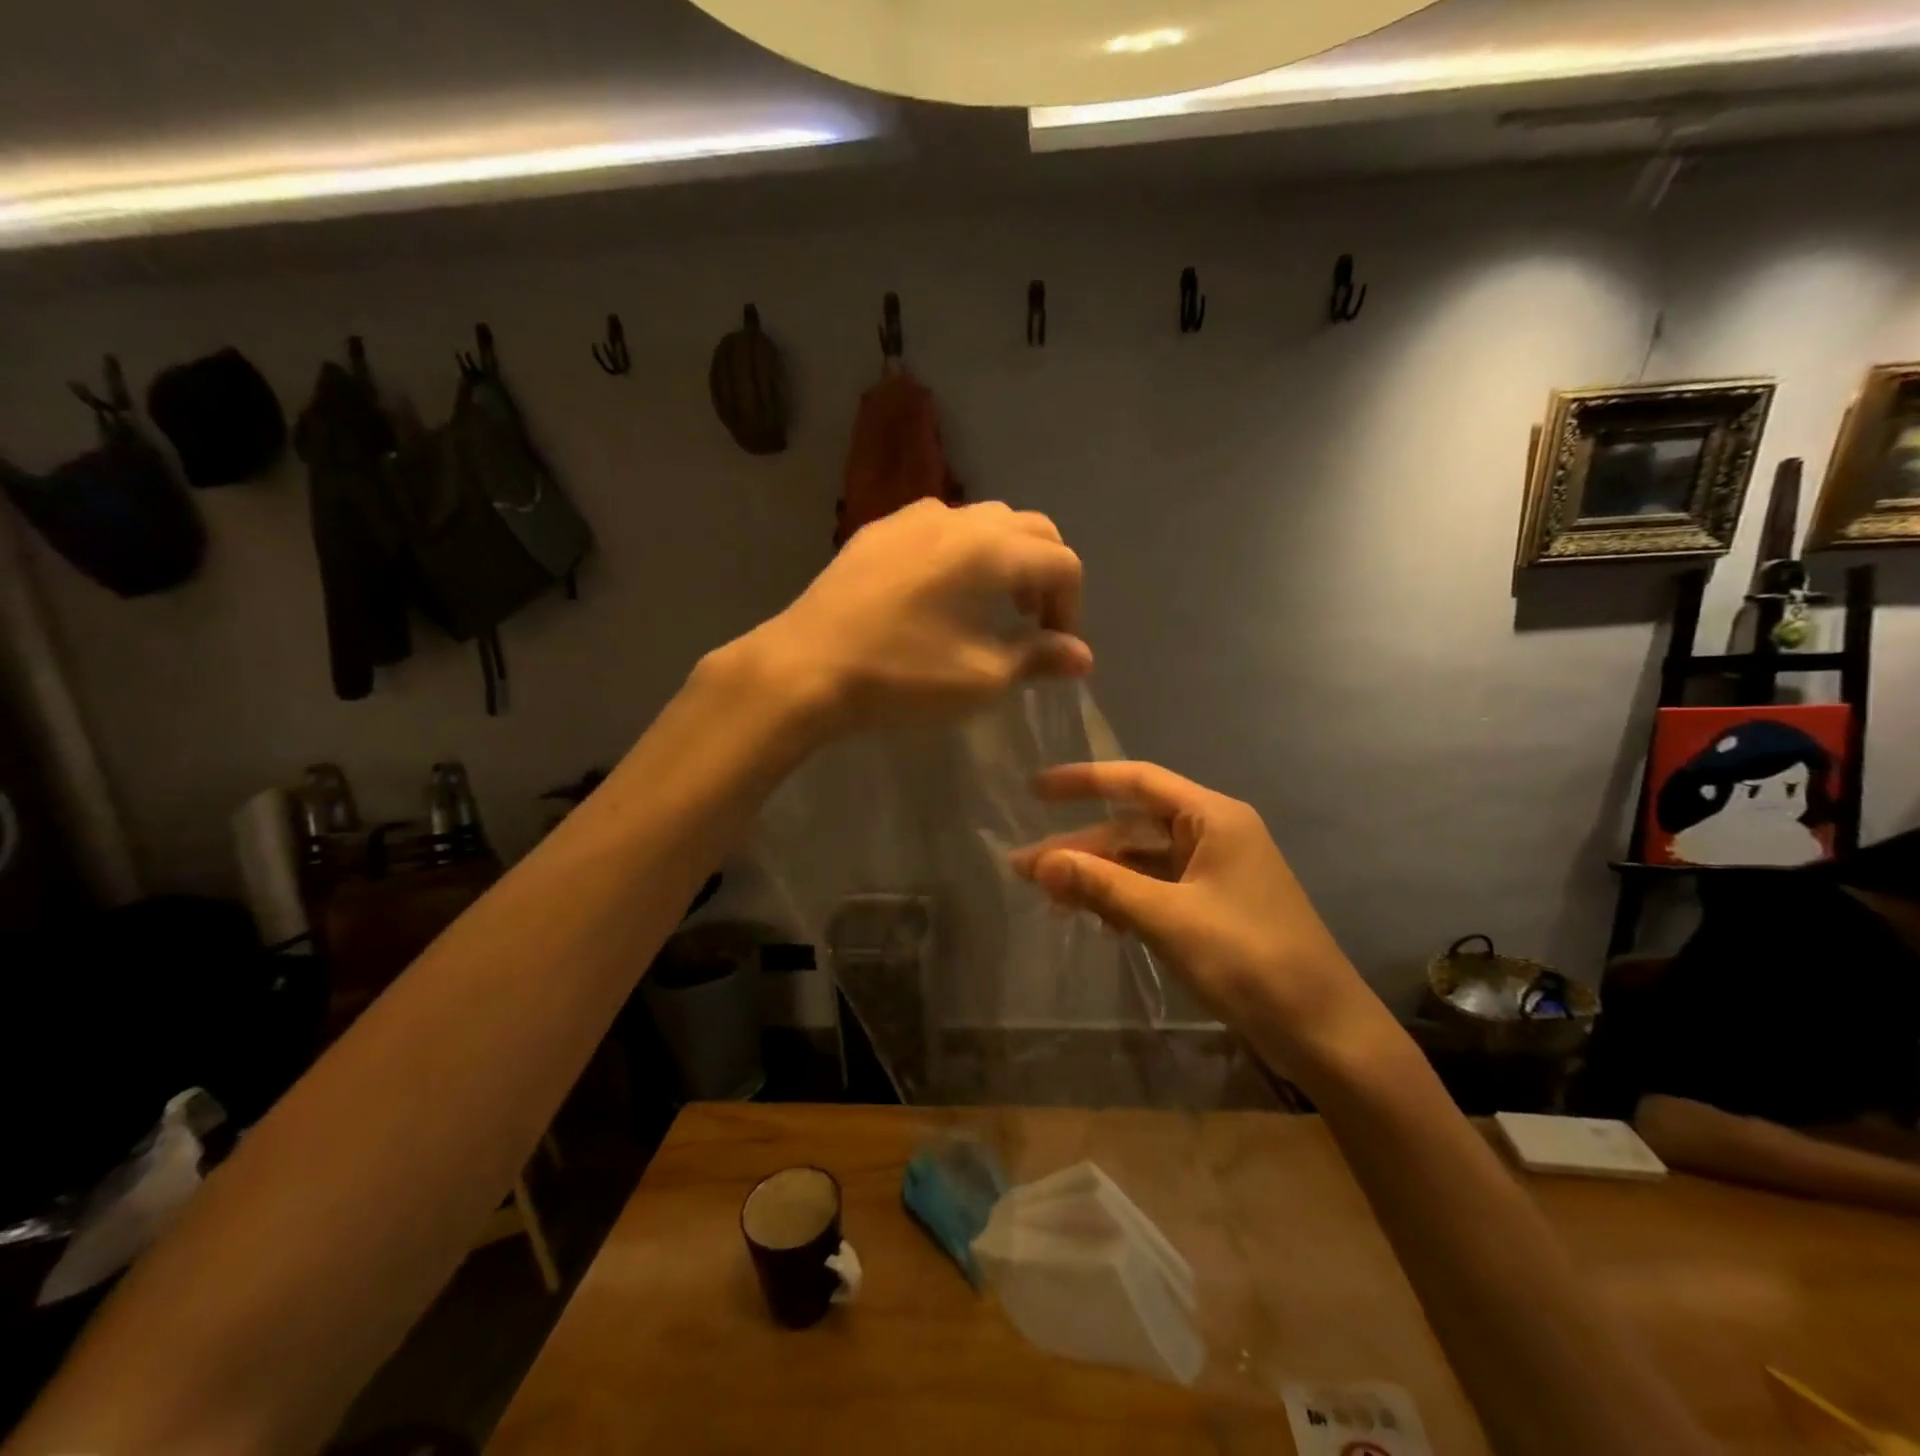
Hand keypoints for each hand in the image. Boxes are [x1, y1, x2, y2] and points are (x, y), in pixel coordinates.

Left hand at [749, 500, 1091, 734]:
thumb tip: (1081, 655)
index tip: (1056, 649)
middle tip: (1032, 621)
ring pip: (982, 521)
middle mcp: (957, 518)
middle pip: (1029, 529)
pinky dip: (961, 552)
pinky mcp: (876, 532)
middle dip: (1044, 572)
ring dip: (1004, 557)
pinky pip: (938, 528)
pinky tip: (939, 594)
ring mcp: (910, 518)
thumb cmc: (902, 676)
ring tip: (989, 605)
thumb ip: (1038, 658)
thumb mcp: (981, 678)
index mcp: (991, 549)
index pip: (1061, 562)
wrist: (804, 668)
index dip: (1071, 606)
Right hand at [1010, 761, 1387, 1071]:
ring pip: (1141, 862)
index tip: (1035, 790)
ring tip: (1048, 900)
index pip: (1137, 781)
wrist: (1325, 1032)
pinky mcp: (1213, 909)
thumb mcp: (1168, 919)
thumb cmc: (1250, 960)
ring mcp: (1215, 874)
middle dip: (1080, 846)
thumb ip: (1102, 885)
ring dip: (1098, 878)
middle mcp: (1214, 835)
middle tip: (1024, 868)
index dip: (1083, 781)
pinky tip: (1096, 922)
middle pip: (1133, 827)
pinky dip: (1123, 901)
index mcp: (1213, 818)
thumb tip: (1039, 862)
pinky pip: (1156, 891)